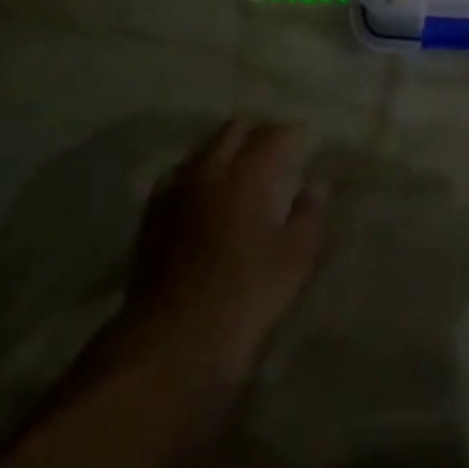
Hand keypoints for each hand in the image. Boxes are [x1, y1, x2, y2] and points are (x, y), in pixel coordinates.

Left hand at [119, 119, 323, 389]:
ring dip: (228, 147)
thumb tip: (315, 186)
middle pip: (234, 129)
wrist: (173, 337)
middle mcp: (207, 169)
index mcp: (246, 175)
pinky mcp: (154, 211)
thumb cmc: (246, 297)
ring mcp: (175, 188)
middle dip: (259, 130)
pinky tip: (210, 192)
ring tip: (245, 167)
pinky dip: (202, 170)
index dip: (294, 132)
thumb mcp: (295, 259)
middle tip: (278, 147)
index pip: (273, 135)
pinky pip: (182, 172)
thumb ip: (309, 215)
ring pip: (205, 147)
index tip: (307, 139)